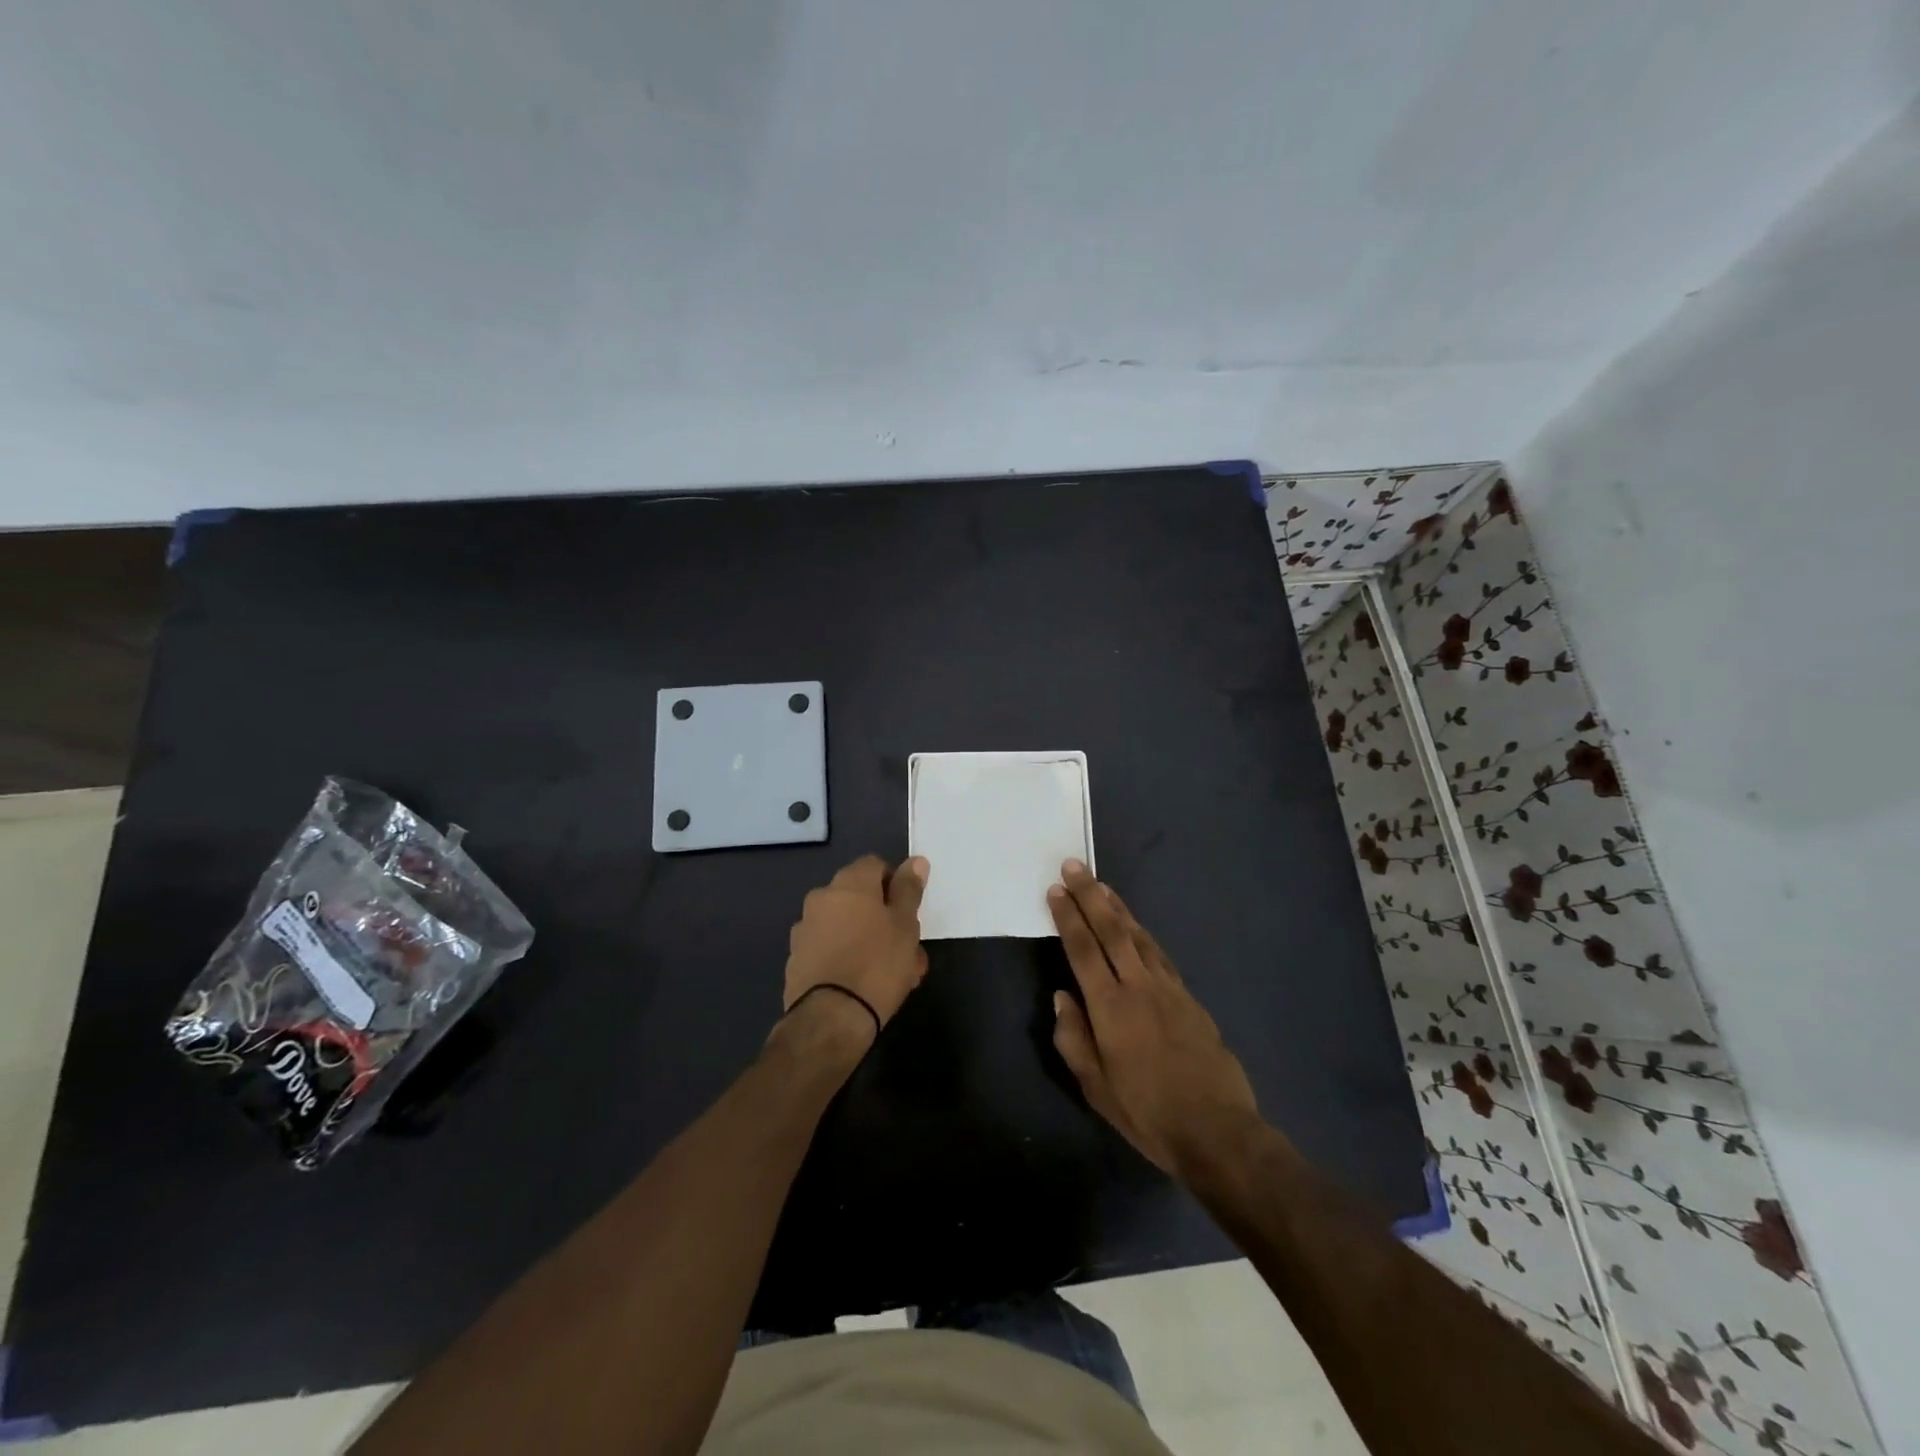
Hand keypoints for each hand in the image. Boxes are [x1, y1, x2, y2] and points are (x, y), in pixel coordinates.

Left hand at [782, 855, 930, 1044]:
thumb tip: (916, 861)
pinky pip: (830, 949)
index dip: (896, 884)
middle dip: (884, 918)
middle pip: (860, 898)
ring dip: (869, 940)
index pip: (875, 865)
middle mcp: (821, 898)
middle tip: (908, 948)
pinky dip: (847, 958)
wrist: (831, 1018)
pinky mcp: (797, 960)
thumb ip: (909, 890)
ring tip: (893, 974)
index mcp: (849, 883)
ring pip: (847, 926)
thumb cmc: (878, 964)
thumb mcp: (905, 925)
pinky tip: (864, 985)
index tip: (910, 911)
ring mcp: (805, 929)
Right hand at [1048, 860, 1258, 1179]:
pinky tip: (1136, 927)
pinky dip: (1142, 932)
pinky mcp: (1189, 997)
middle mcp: (1139, 986)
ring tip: (1101, 885)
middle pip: (1112, 930)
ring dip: (1117, 907)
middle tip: (1074, 865)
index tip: (1056, 890)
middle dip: (1090, 895)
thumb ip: (1074, 1038)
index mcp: (1110, 1008)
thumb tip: (1061, 997)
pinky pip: (1159, 953)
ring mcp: (1168, 988)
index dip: (1068, 917)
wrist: (1218, 1130)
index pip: (1083, 950)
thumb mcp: (1097, 1088)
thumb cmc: (1148, 1114)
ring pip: (1139, 935)